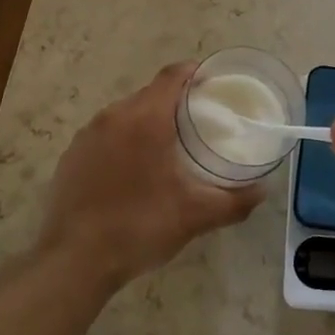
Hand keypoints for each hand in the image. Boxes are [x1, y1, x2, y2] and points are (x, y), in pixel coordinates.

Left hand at [38, 62, 261, 289]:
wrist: (74, 260)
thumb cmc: (140, 227)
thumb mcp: (195, 216)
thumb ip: (235, 200)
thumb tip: (263, 191)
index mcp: (146, 118)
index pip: (173, 76)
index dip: (194, 73)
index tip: (212, 83)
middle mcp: (114, 116)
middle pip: (150, 94)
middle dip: (174, 101)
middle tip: (197, 121)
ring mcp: (88, 135)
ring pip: (125, 114)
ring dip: (147, 122)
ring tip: (166, 147)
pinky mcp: (72, 155)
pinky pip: (104, 135)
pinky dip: (122, 142)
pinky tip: (131, 171)